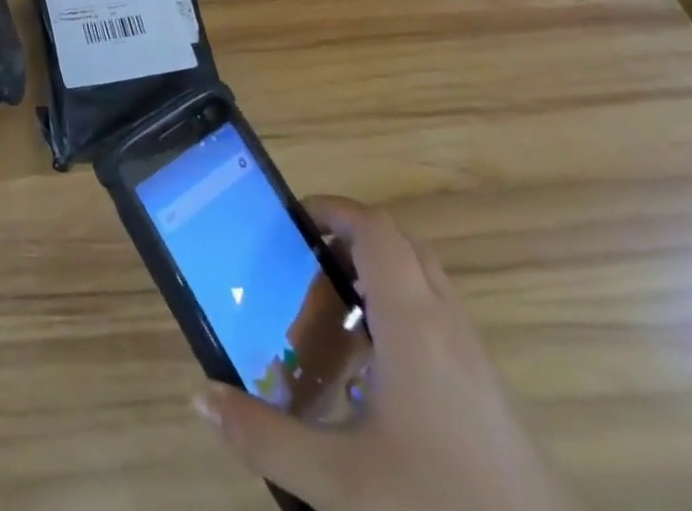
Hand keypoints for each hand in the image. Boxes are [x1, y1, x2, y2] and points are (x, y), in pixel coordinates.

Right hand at [193, 196, 572, 510]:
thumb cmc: (441, 508)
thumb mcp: (342, 485)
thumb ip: (265, 438)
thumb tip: (201, 396)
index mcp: (414, 325)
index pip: (375, 230)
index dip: (332, 210)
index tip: (291, 223)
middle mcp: (448, 327)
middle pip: (401, 244)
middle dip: (350, 238)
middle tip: (305, 263)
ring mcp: (476, 360)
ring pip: (425, 281)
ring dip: (377, 274)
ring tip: (331, 310)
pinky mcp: (490, 394)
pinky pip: (440, 318)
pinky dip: (401, 312)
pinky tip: (373, 371)